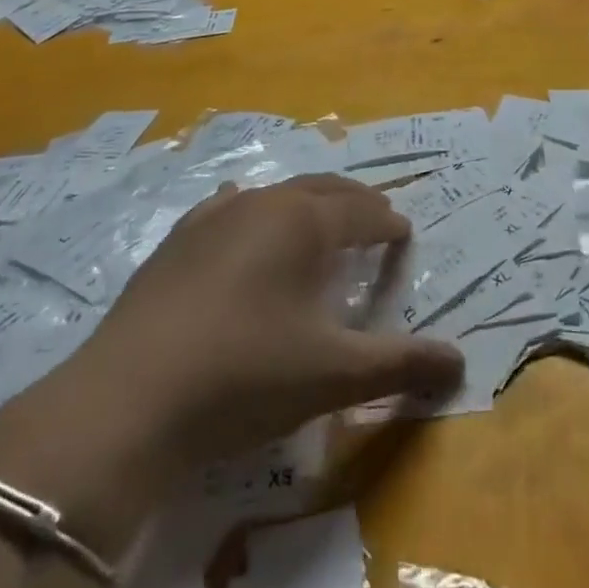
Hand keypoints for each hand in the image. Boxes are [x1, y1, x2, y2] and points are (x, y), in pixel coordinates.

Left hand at [0, 175, 463, 546]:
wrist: (129, 398)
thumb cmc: (245, 375)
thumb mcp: (332, 375)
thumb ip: (400, 364)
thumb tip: (459, 363)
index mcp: (305, 221)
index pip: (363, 211)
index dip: (389, 223)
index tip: (404, 234)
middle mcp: (264, 202)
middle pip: (323, 188)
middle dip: (354, 201)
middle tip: (374, 217)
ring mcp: (215, 214)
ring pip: (276, 193)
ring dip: (306, 203)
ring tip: (319, 222)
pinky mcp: (178, 238)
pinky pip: (229, 206)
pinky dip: (254, 210)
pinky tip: (244, 220)